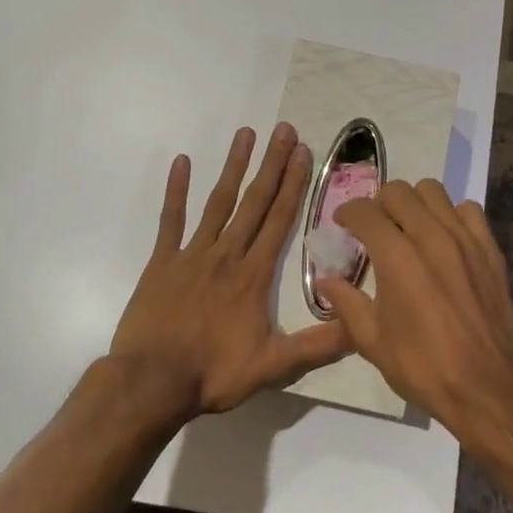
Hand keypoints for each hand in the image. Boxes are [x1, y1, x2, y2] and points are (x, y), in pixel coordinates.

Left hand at [110, 123, 353, 417]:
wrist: (151, 383)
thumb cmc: (213, 374)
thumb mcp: (273, 367)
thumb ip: (317, 346)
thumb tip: (361, 327)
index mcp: (253, 275)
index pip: (279, 220)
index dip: (294, 184)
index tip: (303, 152)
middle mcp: (227, 254)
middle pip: (254, 201)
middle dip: (272, 164)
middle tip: (284, 129)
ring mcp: (192, 254)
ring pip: (218, 202)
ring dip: (233, 166)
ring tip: (245, 133)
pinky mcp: (162, 262)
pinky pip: (171, 219)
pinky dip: (176, 190)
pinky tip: (181, 162)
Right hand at [316, 179, 512, 439]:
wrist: (486, 386)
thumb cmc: (423, 366)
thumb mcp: (372, 341)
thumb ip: (346, 302)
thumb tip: (325, 280)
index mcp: (396, 257)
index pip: (365, 212)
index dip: (347, 212)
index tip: (342, 223)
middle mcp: (430, 236)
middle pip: (398, 191)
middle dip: (379, 203)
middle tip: (374, 227)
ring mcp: (464, 239)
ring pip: (433, 192)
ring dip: (414, 203)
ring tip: (409, 226)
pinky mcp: (489, 248)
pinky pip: (468, 210)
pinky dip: (452, 215)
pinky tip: (445, 238)